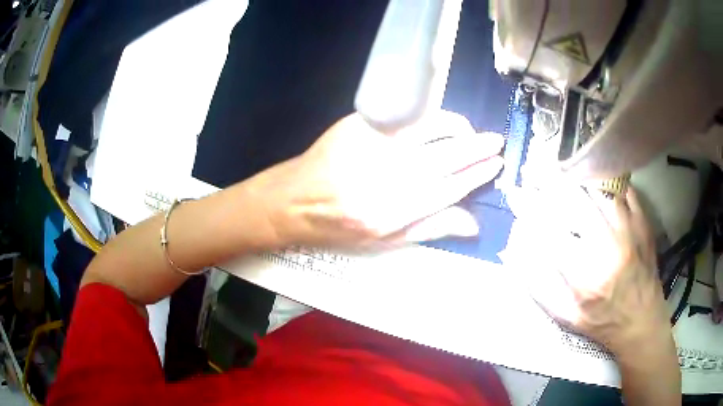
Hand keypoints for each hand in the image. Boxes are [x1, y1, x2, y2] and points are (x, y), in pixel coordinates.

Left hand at [248, 111, 503, 247]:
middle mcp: (385, 176)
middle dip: (476, 148)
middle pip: (445, 156)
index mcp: (393, 212)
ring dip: (456, 128)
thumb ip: (430, 230)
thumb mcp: (384, 243)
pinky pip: (404, 117)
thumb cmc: (339, 229)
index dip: (476, 175)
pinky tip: (439, 124)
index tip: (495, 165)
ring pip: (428, 129)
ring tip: (471, 132)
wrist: (294, 200)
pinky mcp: (359, 125)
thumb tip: (472, 224)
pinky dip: (428, 119)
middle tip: (496, 142)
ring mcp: (371, 145)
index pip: (449, 187)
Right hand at [511, 183, 671, 355]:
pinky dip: (605, 177)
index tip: (515, 193)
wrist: (642, 320)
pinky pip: (622, 186)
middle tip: (533, 169)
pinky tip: (593, 175)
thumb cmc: (602, 322)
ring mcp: (628, 228)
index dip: (529, 207)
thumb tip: (516, 253)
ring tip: (560, 169)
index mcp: (585, 274)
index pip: (550, 229)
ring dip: (575, 175)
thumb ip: (539, 287)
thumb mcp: (565, 317)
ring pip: (598, 185)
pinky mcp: (642, 220)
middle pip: (574, 198)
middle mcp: (607, 245)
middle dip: (547, 179)